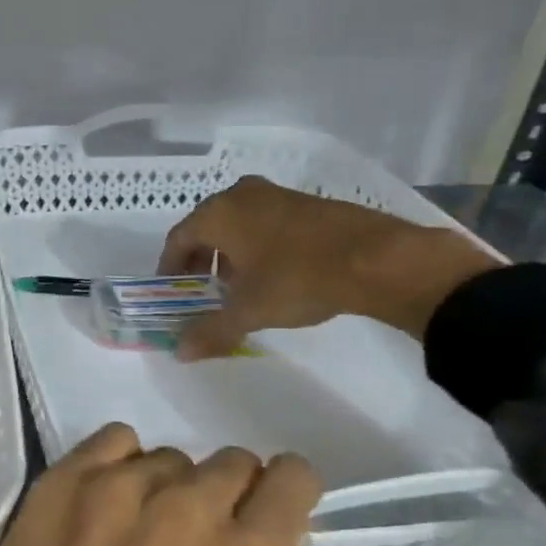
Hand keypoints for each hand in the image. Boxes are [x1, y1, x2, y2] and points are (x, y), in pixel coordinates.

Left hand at [0, 423, 321, 545]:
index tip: (270, 510)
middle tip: (195, 535)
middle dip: (227, 495)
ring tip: (131, 532)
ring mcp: (119, 485)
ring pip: (168, 458)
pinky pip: (112, 443)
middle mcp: (188, 508)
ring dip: (166, 489)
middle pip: (230, 462)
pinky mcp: (62, 478)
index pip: (291, 482)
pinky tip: (97, 505)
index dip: (287, 492)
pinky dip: (117, 466)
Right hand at [157, 175, 495, 358]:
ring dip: (229, 251)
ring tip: (238, 284)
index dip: (170, 266)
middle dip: (200, 259)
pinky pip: (265, 221)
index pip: (178, 238)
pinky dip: (257, 243)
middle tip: (202, 288)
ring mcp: (276, 194)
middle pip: (206, 226)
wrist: (376, 258)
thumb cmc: (297, 279)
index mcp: (218, 214)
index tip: (172, 290)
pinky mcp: (306, 201)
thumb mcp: (248, 310)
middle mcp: (241, 195)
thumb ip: (210, 330)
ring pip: (237, 222)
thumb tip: (179, 351)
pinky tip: (273, 271)